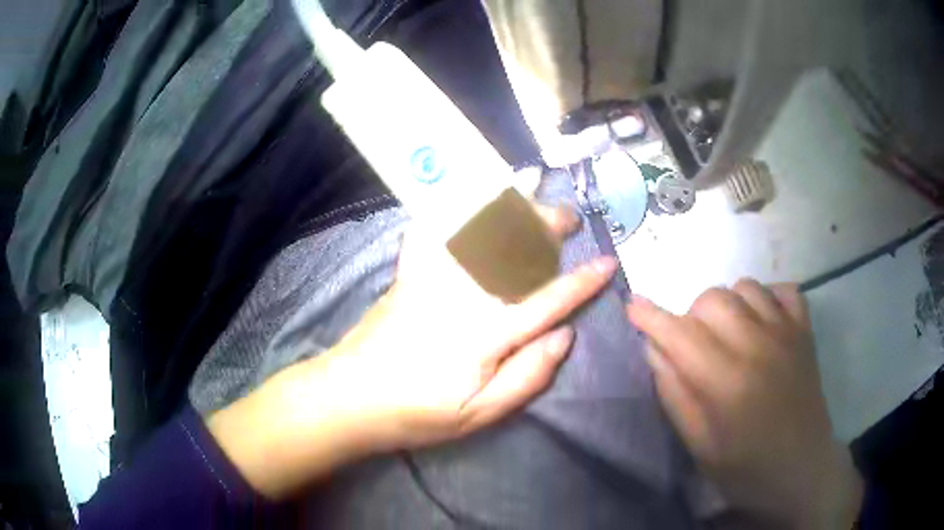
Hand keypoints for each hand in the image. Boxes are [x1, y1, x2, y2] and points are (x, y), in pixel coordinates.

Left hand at [208, 203, 617, 498]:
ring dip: (509, 204)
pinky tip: (465, 189)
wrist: (350, 397)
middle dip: (547, 228)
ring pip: (481, 231)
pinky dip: (451, 205)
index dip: (581, 283)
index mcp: (486, 334)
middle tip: (570, 216)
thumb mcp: (479, 415)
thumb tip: (565, 336)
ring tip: (530, 183)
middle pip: (515, 251)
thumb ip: (527, 376)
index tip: (606, 263)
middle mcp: (464, 295)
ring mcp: (433, 278)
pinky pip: (433, 229)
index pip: (547, 301)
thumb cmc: (417, 414)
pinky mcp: (409, 274)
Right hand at [627, 280, 861, 528]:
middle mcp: (758, 345)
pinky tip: (761, 322)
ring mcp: (787, 333)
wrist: (802, 470)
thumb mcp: (699, 447)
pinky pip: (784, 289)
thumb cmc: (746, 469)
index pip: (680, 334)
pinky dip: (767, 297)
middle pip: (711, 299)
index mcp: (727, 382)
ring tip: (727, 335)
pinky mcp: (805, 331)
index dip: (650, 317)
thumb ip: (675, 395)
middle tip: (693, 348)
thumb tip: (654, 350)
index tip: (632, 306)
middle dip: (690, 317)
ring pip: (744, 286)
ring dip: (726, 306)